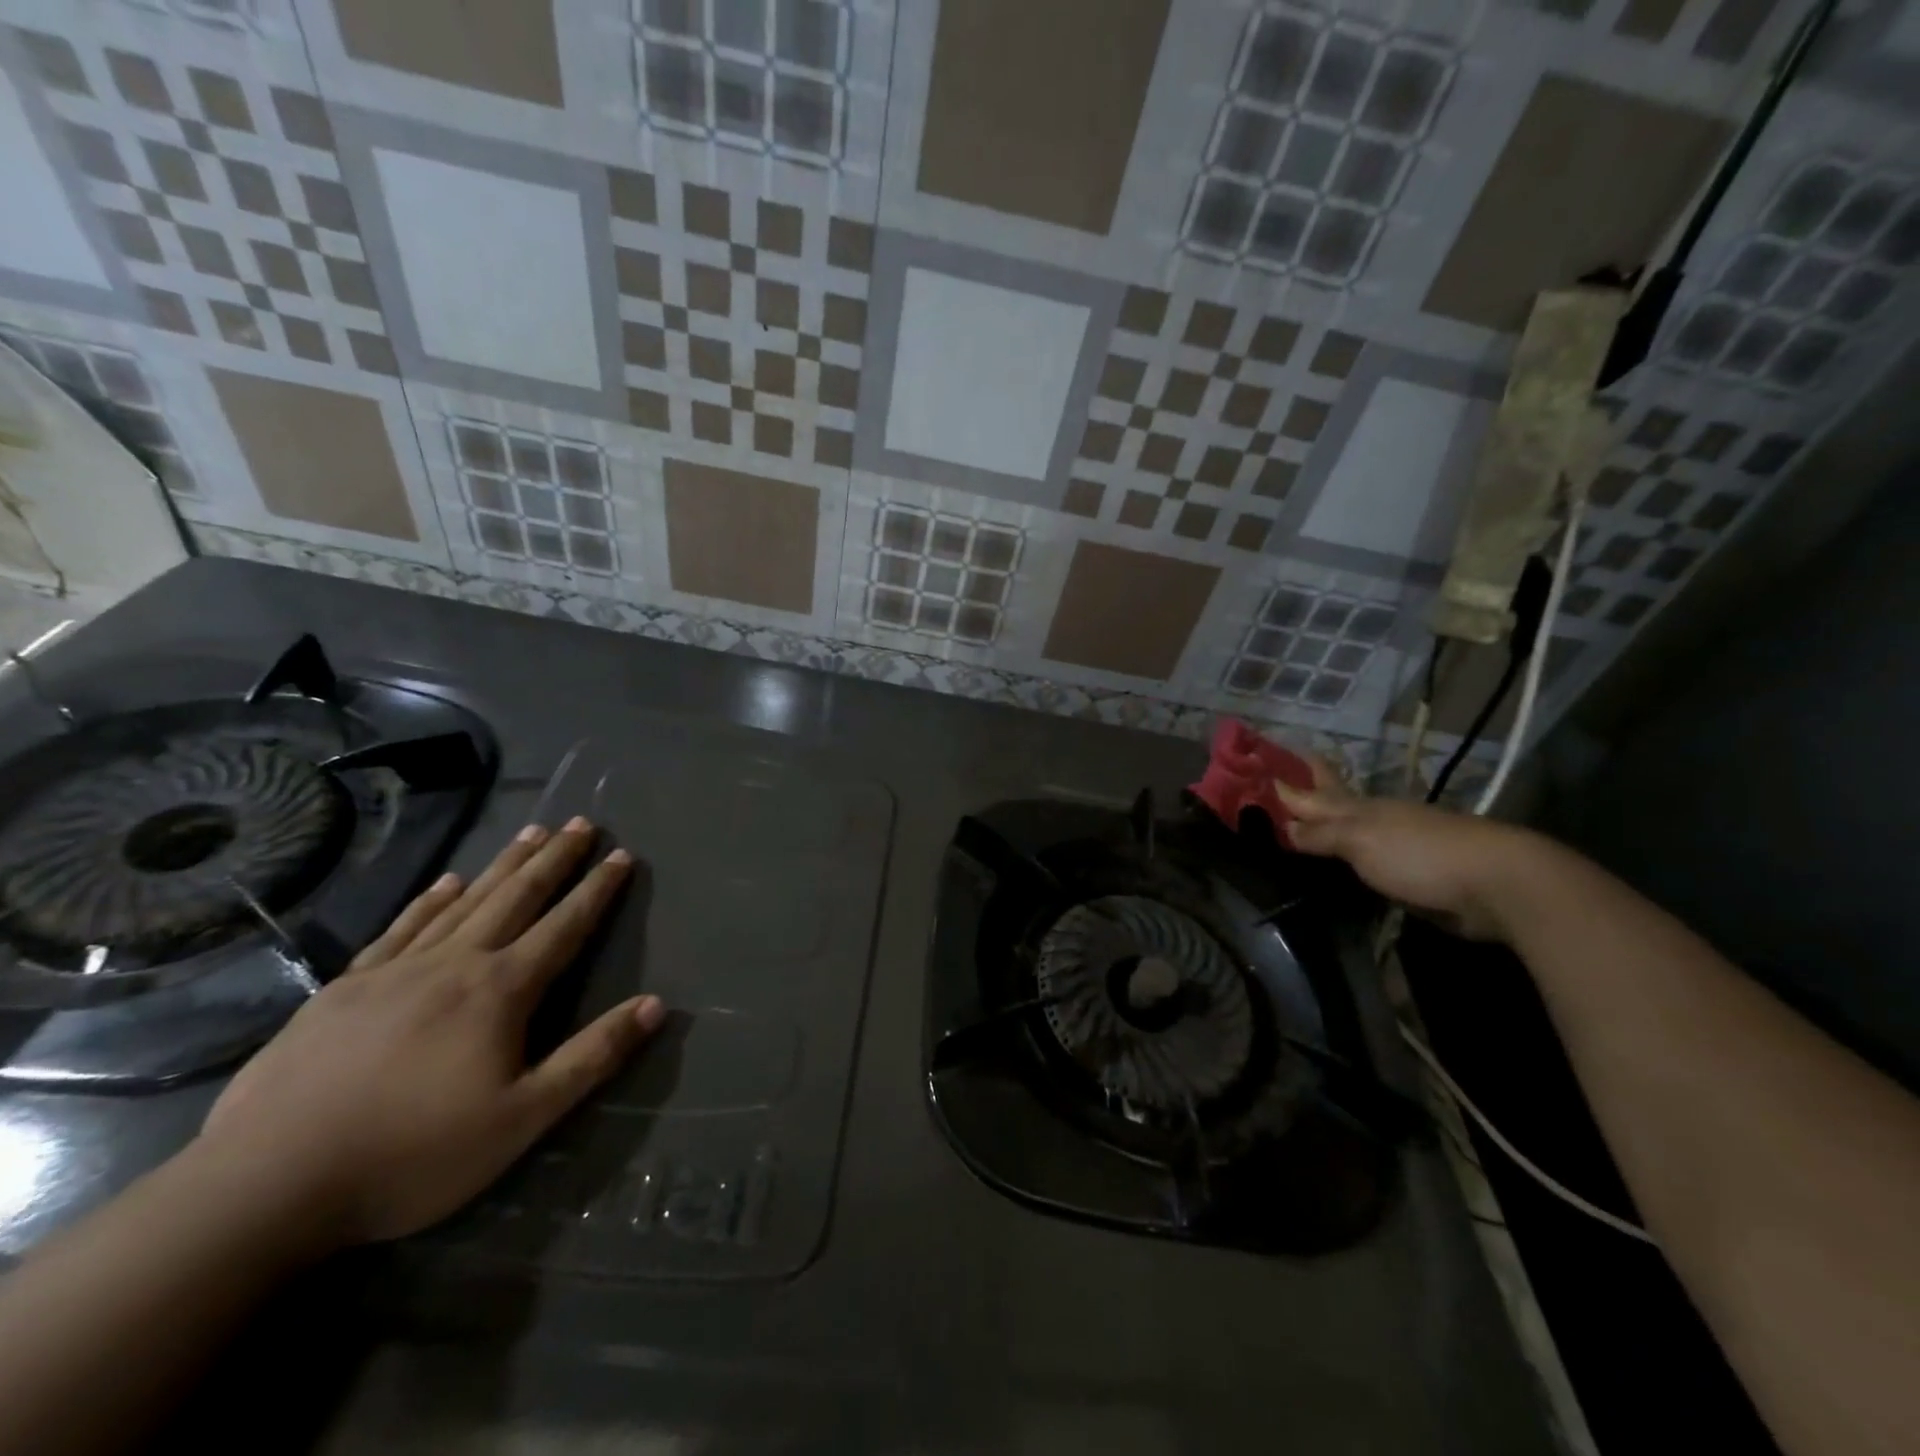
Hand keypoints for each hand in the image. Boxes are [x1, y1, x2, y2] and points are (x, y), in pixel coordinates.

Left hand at [197, 818, 663, 1250]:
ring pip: (464, 901)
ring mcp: (394, 971)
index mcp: (500, 991)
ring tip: (531, 832)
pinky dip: (430, 899)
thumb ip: (592, 1056)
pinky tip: (447, 881)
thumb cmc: (413, 1155)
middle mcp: (454, 964)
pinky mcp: (343, 989)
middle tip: (581, 823)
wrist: (265, 1187)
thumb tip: (655, 1005)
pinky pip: (401, 927)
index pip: (564, 926)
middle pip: (516, 897)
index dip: (597, 890)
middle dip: (554, 858)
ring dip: (503, 865)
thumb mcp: (523, 1118)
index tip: (622, 855)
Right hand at [1272, 758, 1540, 941]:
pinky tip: (1340, 866)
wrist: (1496, 885)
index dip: (1291, 781)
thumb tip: (1283, 824)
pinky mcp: (1414, 876)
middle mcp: (1376, 822)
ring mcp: (1397, 847)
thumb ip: (1321, 833)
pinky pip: (1368, 863)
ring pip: (1351, 834)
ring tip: (1299, 827)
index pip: (1316, 790)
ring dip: (1327, 829)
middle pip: (1335, 805)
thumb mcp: (1360, 840)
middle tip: (1280, 785)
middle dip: (1309, 795)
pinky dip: (1349, 860)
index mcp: (1361, 807)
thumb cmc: (1419, 853)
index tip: (1262, 770)